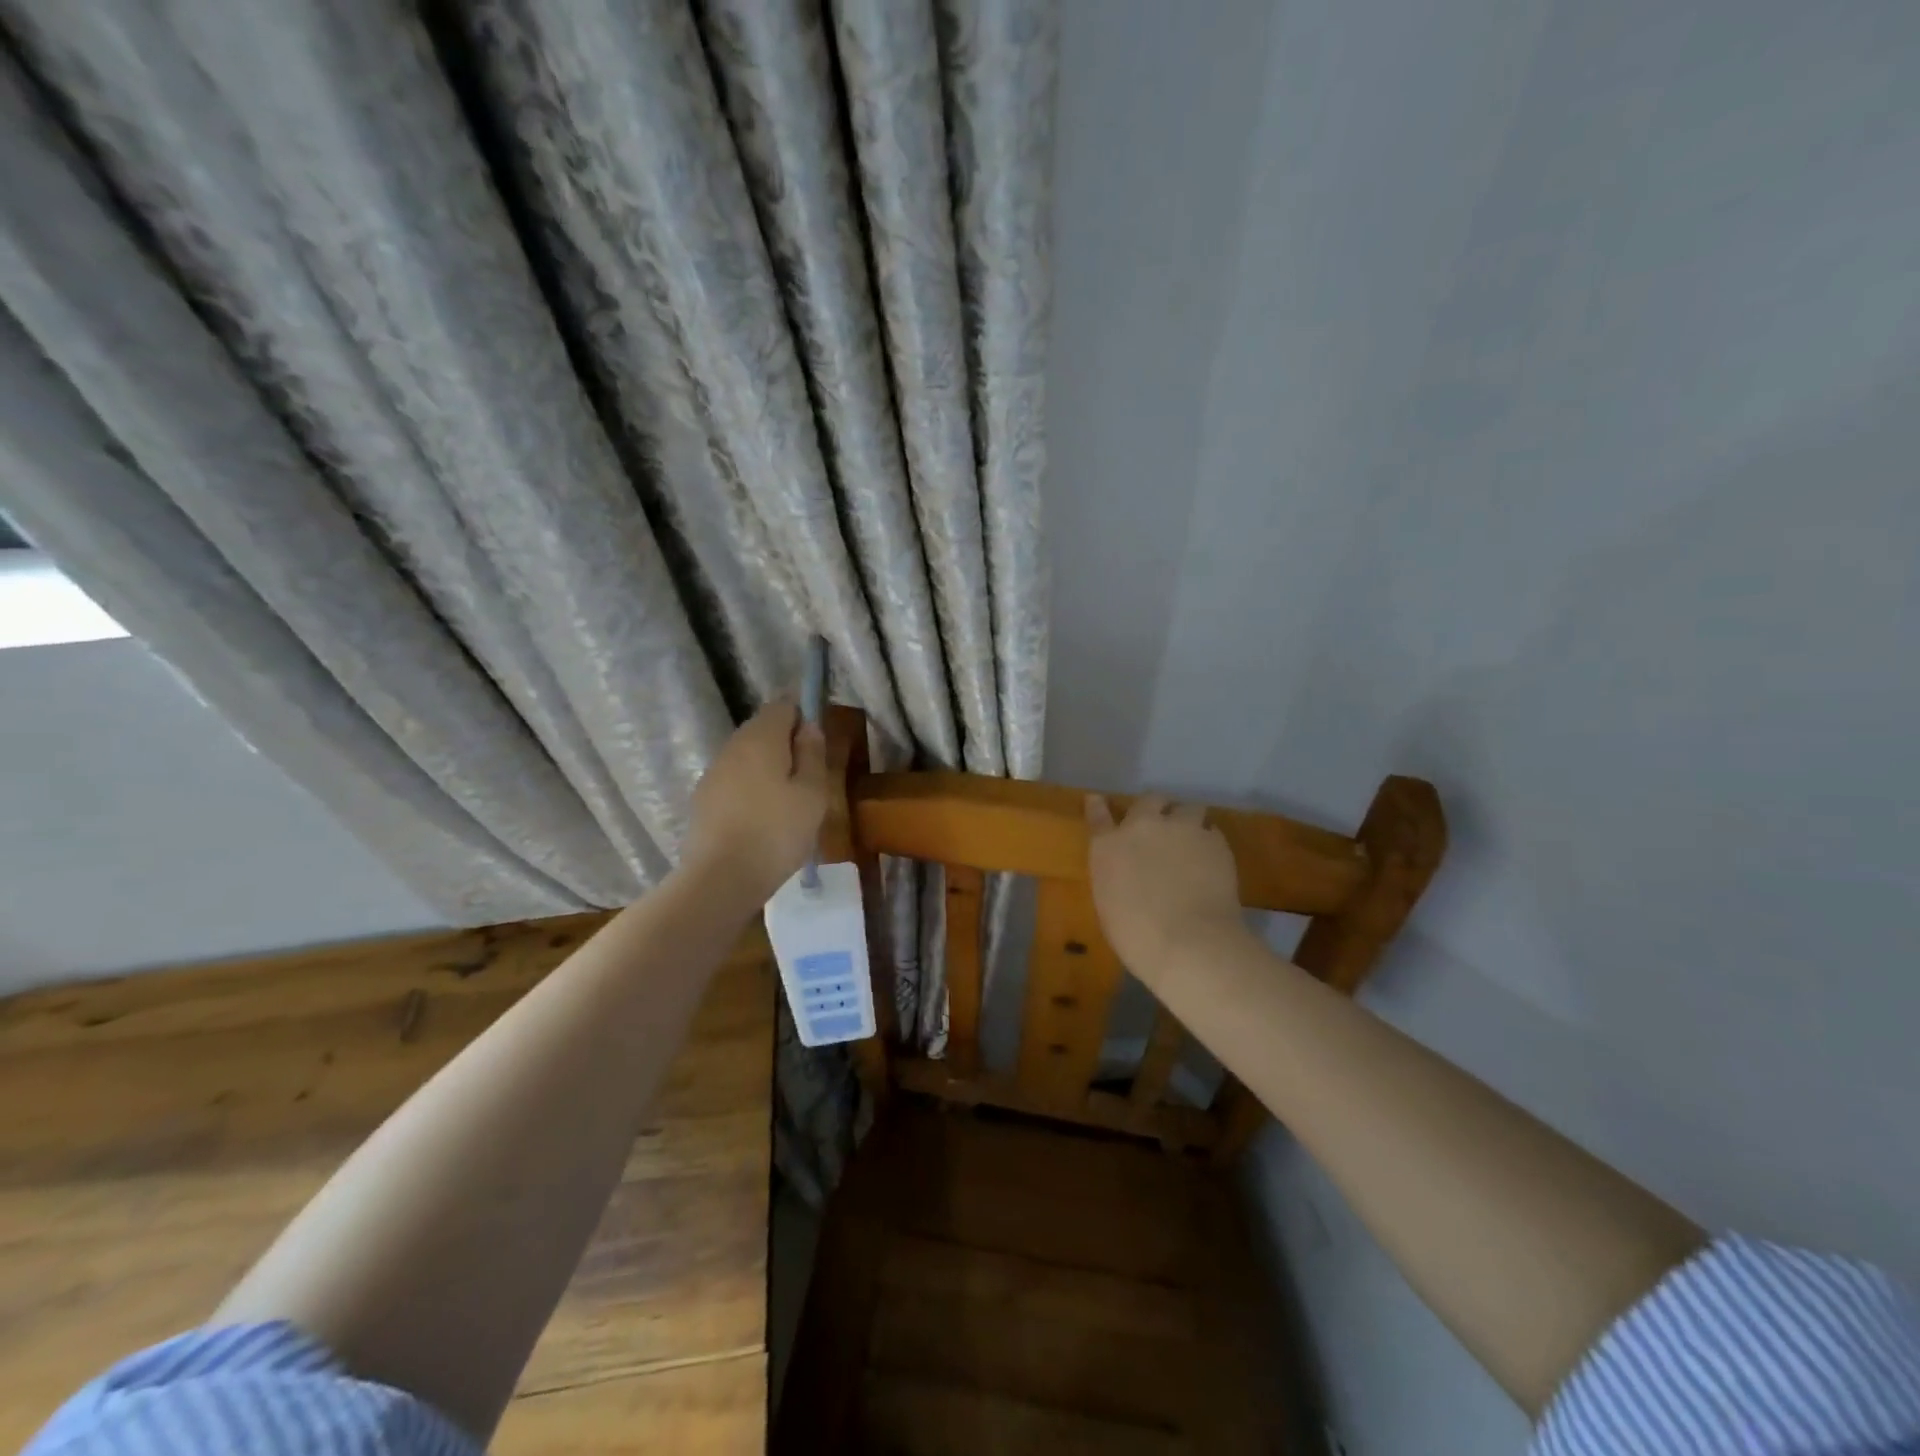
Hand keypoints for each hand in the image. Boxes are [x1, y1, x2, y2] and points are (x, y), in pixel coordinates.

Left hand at [682, 701, 828, 907]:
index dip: (804, 716)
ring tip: (789, 802)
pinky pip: (734, 781)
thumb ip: (813, 754)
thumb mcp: (812, 794)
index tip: (819, 744)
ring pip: (747, 757)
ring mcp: (713, 773)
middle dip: (787, 744)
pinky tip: (763, 818)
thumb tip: (809, 727)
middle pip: (763, 729)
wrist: (720, 879)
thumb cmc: (776, 832)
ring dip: (769, 768)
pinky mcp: (703, 799)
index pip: (783, 705)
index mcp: (761, 737)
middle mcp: (733, 746)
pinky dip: (751, 789)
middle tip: (810, 778)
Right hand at [1085, 794, 1246, 979]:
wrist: (1189, 942)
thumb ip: (1116, 876)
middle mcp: (1143, 827)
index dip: (1097, 805)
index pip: (1098, 815)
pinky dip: (1209, 841)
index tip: (1097, 799)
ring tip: (1192, 839)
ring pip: (1188, 808)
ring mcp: (1181, 829)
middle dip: (1155, 809)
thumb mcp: (1110, 903)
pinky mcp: (1214, 840)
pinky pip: (1211, 831)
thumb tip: (1129, 872)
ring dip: (1187, 820)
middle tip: (1160, 826)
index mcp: (1108, 846)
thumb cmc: (1137, 936)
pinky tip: (1211, 859)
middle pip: (1149, 800)